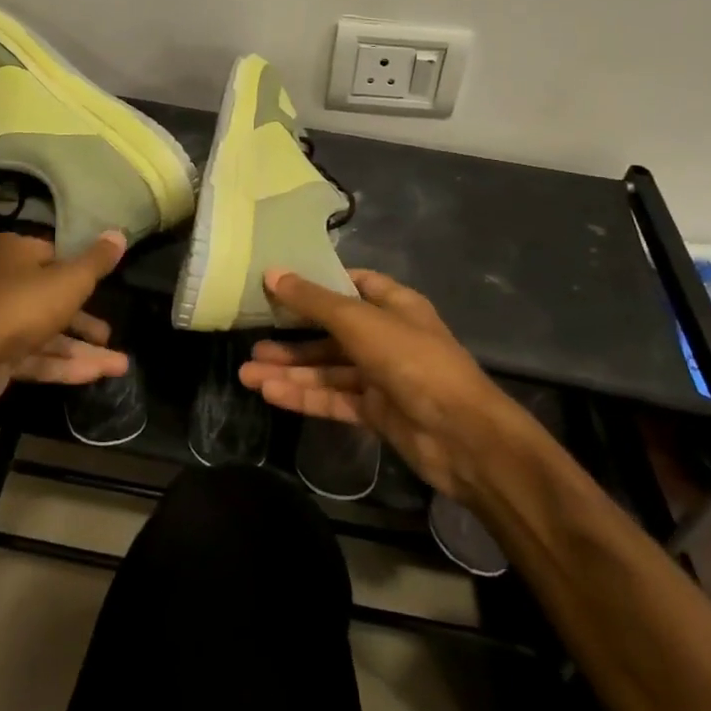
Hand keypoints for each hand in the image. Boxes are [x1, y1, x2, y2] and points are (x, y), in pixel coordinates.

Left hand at [0, 231, 129, 415]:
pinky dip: (65, 365)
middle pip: (53, 297)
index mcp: (17, 252)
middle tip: (111, 332)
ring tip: (120, 365)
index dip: (81, 268)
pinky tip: (97, 375)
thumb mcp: (71, 280)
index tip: (106, 282)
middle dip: (86, 319)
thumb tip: (119, 232)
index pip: (55, 254)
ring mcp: (0, 321)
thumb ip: (97, 261)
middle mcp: (5, 281)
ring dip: (83, 349)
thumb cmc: (23, 306)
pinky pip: (38, 356)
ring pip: (48, 332)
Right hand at [238, 268, 520, 500]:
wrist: (463, 437)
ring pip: (328, 369)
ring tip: (247, 375)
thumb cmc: (412, 360)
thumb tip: (272, 273)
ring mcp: (381, 377)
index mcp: (394, 305)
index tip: (280, 284)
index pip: (352, 284)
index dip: (318, 283)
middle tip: (252, 339)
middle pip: (332, 331)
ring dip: (290, 371)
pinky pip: (333, 399)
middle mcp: (386, 337)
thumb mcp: (358, 322)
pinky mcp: (376, 412)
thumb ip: (313, 301)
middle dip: (292, 337)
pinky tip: (271, 394)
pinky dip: (304, 396)